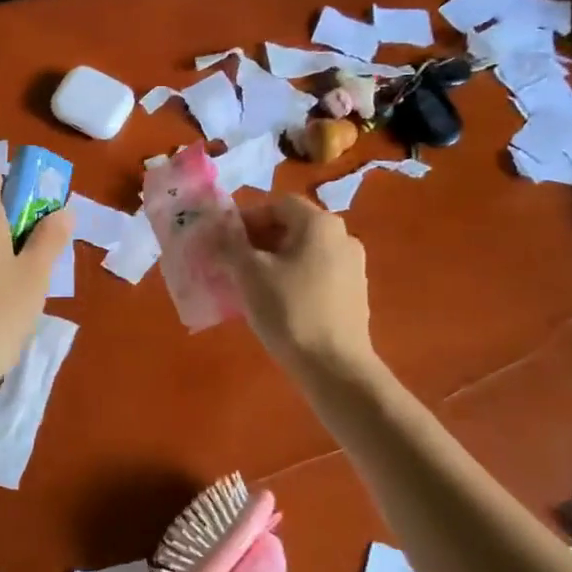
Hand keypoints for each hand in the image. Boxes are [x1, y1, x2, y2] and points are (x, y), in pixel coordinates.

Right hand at [216, 196, 376, 381]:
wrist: (334, 366)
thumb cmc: (289, 310)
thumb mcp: (249, 274)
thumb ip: (230, 245)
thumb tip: (216, 231)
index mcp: (320, 224)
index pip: (277, 204)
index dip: (247, 218)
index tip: (225, 242)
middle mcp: (343, 237)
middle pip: (292, 227)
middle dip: (259, 242)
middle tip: (232, 264)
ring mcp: (353, 267)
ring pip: (304, 253)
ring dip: (275, 262)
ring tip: (250, 286)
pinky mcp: (355, 295)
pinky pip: (317, 275)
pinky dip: (294, 280)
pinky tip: (277, 304)